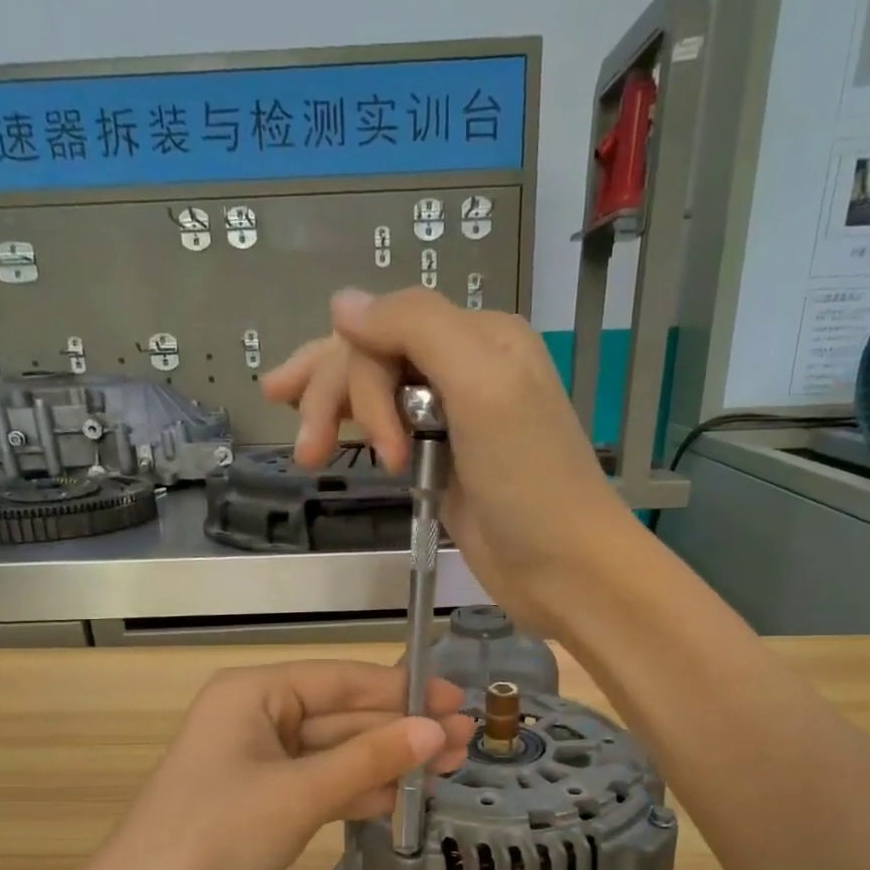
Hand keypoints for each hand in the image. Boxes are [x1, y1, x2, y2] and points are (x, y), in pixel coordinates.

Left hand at [67, 660, 473, 869]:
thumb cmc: (215, 835)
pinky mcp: (260, 798)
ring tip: (449, 769)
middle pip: (342, 716)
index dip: (402, 690)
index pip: (342, 679)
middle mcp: (256, 716)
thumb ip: (369, 759)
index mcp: (255, 693)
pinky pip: (319, 783)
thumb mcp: (300, 794)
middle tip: (466, 742)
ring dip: (386, 762)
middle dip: (401, 731)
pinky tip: (403, 798)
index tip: (457, 701)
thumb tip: (436, 729)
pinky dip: (357, 790)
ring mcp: (257, 760)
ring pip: (334, 752)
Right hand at [261, 288, 636, 629]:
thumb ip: (417, 328)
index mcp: (478, 337)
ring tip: (307, 456)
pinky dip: (358, 433)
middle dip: (332, 396)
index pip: (386, 328)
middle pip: (373, 357)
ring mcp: (450, 417)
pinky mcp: (440, 460)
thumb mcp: (482, 387)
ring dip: (333, 415)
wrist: (563, 566)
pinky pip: (385, 429)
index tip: (376, 447)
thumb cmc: (529, 480)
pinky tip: (330, 441)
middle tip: (306, 451)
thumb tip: (341, 303)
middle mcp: (462, 367)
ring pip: (373, 392)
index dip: (357, 377)